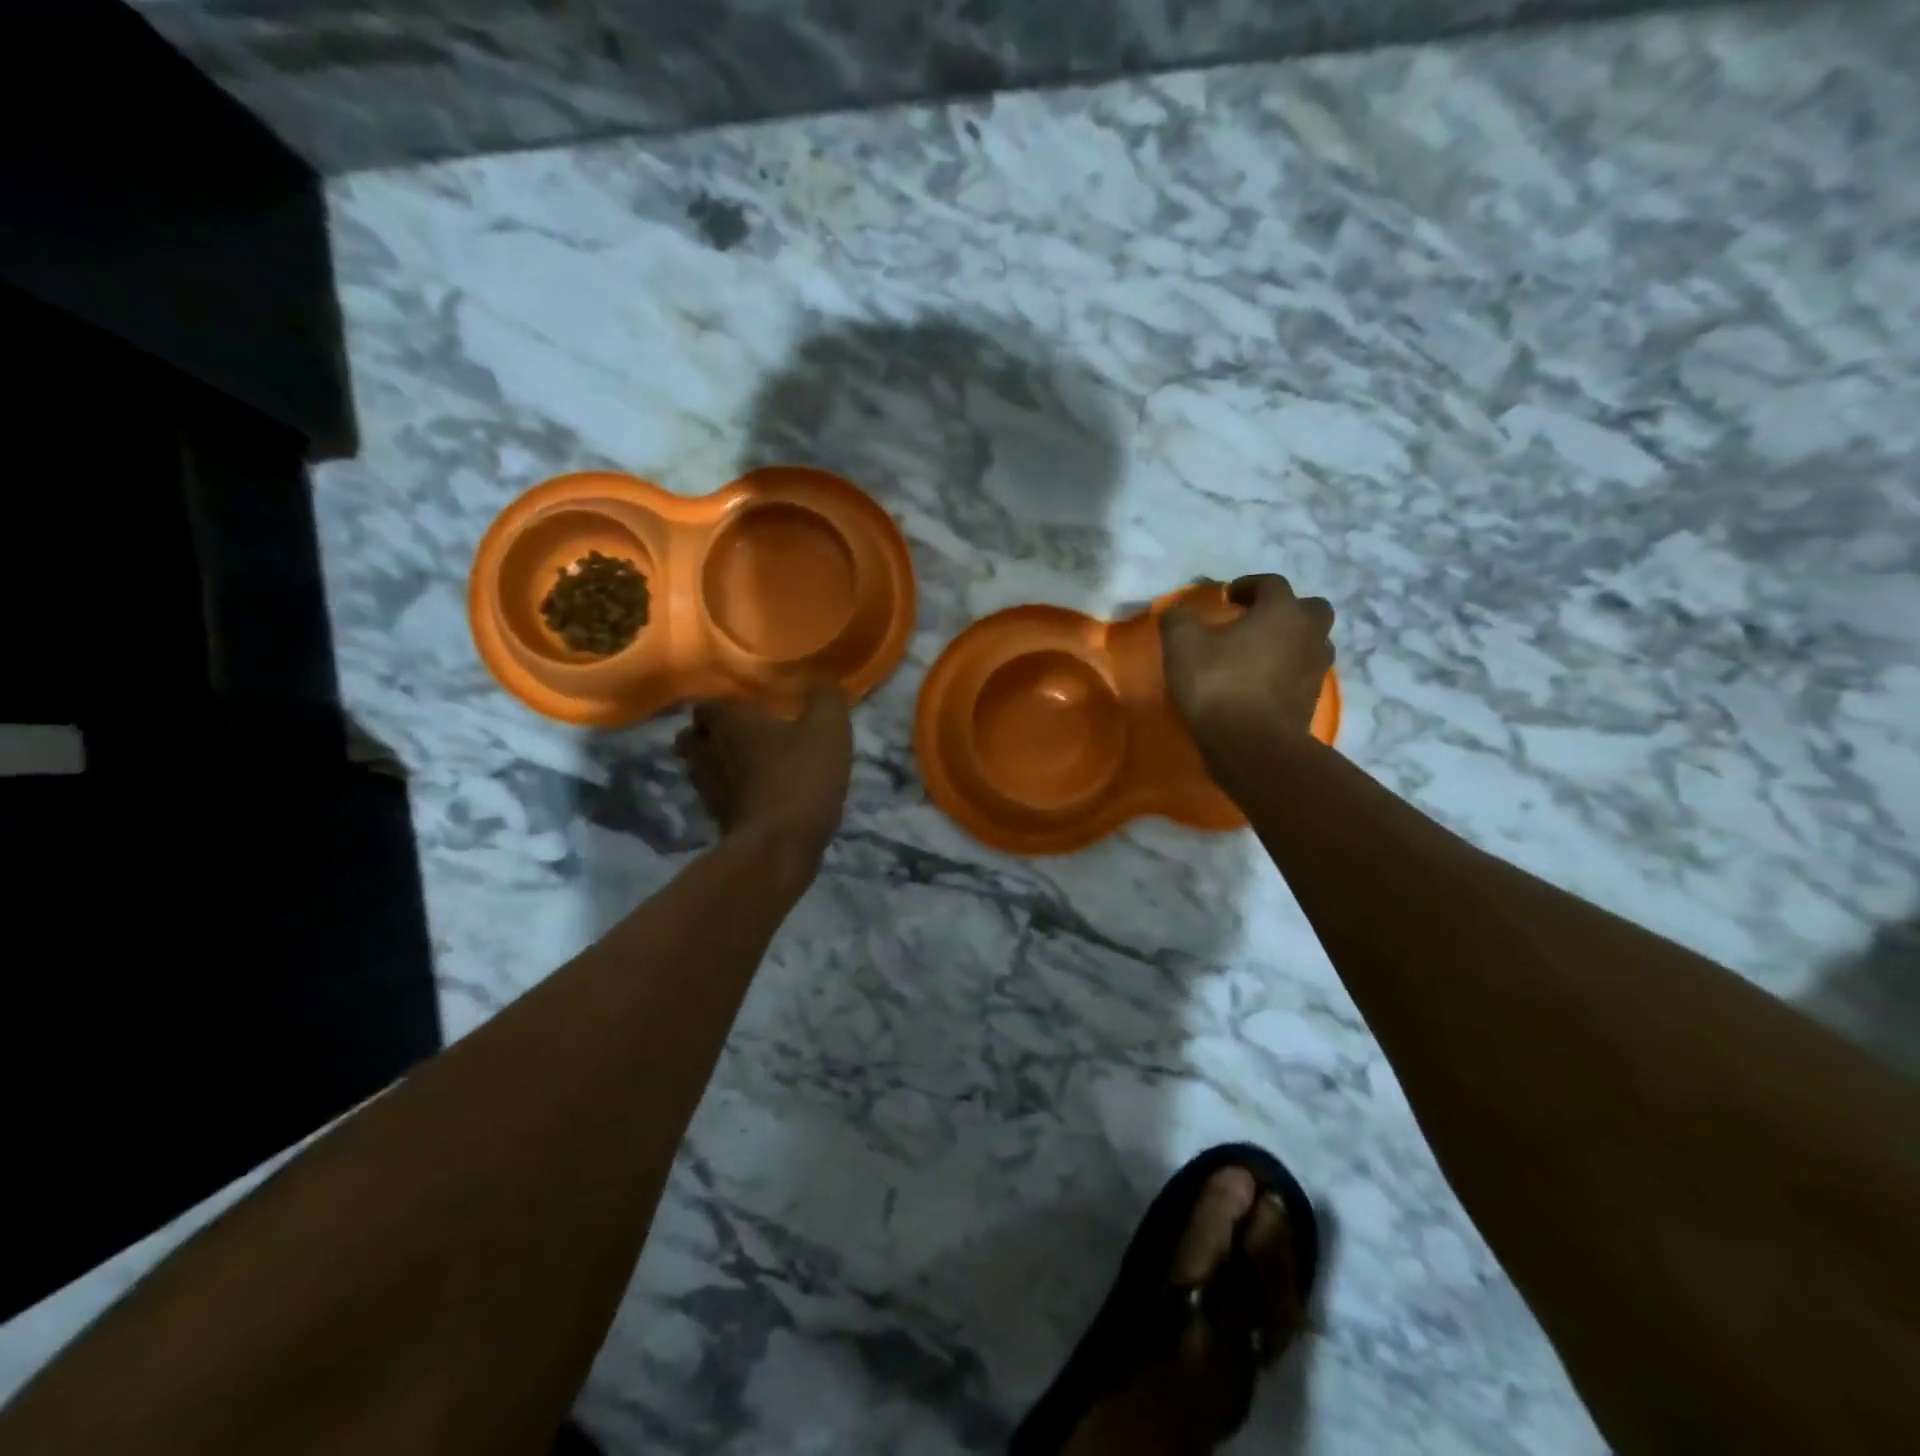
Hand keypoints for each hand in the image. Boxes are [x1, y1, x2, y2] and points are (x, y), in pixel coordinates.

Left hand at [674, 683, 852, 864]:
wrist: (779, 847)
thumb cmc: (800, 777)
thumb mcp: (827, 729)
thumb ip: (825, 697)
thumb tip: (821, 677)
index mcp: (730, 722)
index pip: (706, 704)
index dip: (721, 704)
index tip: (742, 705)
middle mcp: (709, 752)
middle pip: (692, 738)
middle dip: (708, 733)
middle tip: (738, 733)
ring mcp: (709, 790)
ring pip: (700, 768)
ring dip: (717, 764)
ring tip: (744, 763)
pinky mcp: (719, 821)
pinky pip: (717, 797)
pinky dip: (730, 793)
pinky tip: (755, 794)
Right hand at [1160, 575, 1334, 747]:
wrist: (1252, 745)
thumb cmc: (1219, 685)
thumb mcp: (1182, 645)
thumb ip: (1178, 618)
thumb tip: (1177, 609)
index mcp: (1282, 610)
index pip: (1270, 583)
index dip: (1247, 586)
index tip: (1226, 598)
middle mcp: (1309, 633)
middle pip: (1309, 608)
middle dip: (1284, 609)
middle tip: (1256, 621)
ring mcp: (1316, 668)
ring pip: (1313, 642)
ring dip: (1291, 640)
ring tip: (1260, 652)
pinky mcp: (1313, 700)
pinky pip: (1304, 673)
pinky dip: (1288, 671)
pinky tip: (1263, 682)